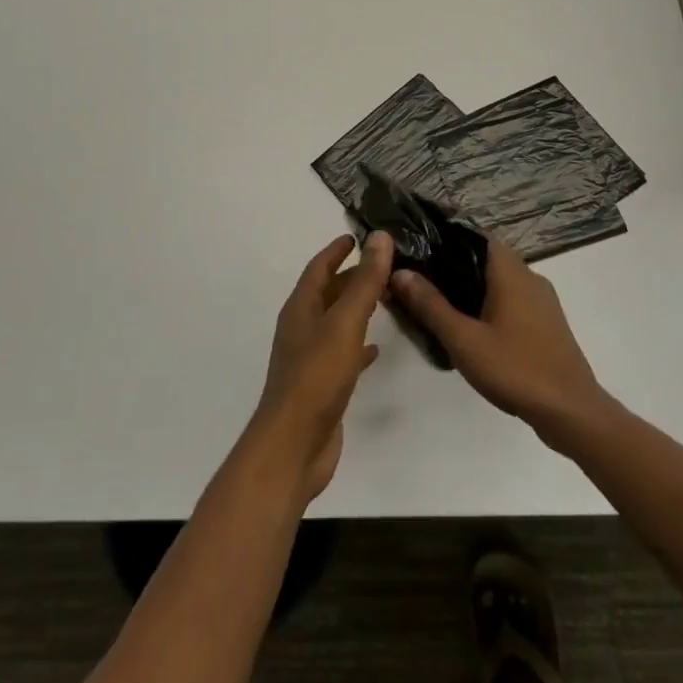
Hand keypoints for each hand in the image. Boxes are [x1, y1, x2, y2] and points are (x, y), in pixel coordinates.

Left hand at [251, 232, 391, 500]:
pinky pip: (342, 353)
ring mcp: (310, 358)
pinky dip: (359, 345)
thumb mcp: (344, 323)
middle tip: (386, 265)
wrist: (294, 446)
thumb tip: (380, 238)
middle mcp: (302, 328)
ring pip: (336, 322)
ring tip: (387, 298)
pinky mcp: (322, 384)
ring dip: (358, 307)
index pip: (319, 268)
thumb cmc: (317, 377)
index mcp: (301, 309)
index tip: (357, 236)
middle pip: (328, 293)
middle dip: (353, 277)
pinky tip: (376, 349)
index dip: (337, 250)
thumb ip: (364, 282)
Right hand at [388, 241, 607, 446]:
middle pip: (486, 258)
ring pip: (500, 281)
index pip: (476, 235)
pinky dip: (490, 304)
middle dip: (454, 265)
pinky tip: (472, 328)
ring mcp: (542, 301)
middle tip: (421, 281)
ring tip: (440, 304)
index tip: (420, 248)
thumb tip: (400, 272)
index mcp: (511, 271)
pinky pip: (513, 300)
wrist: (571, 411)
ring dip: (473, 287)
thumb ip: (430, 305)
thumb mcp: (463, 339)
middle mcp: (530, 277)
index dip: (447, 237)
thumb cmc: (515, 368)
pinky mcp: (547, 323)